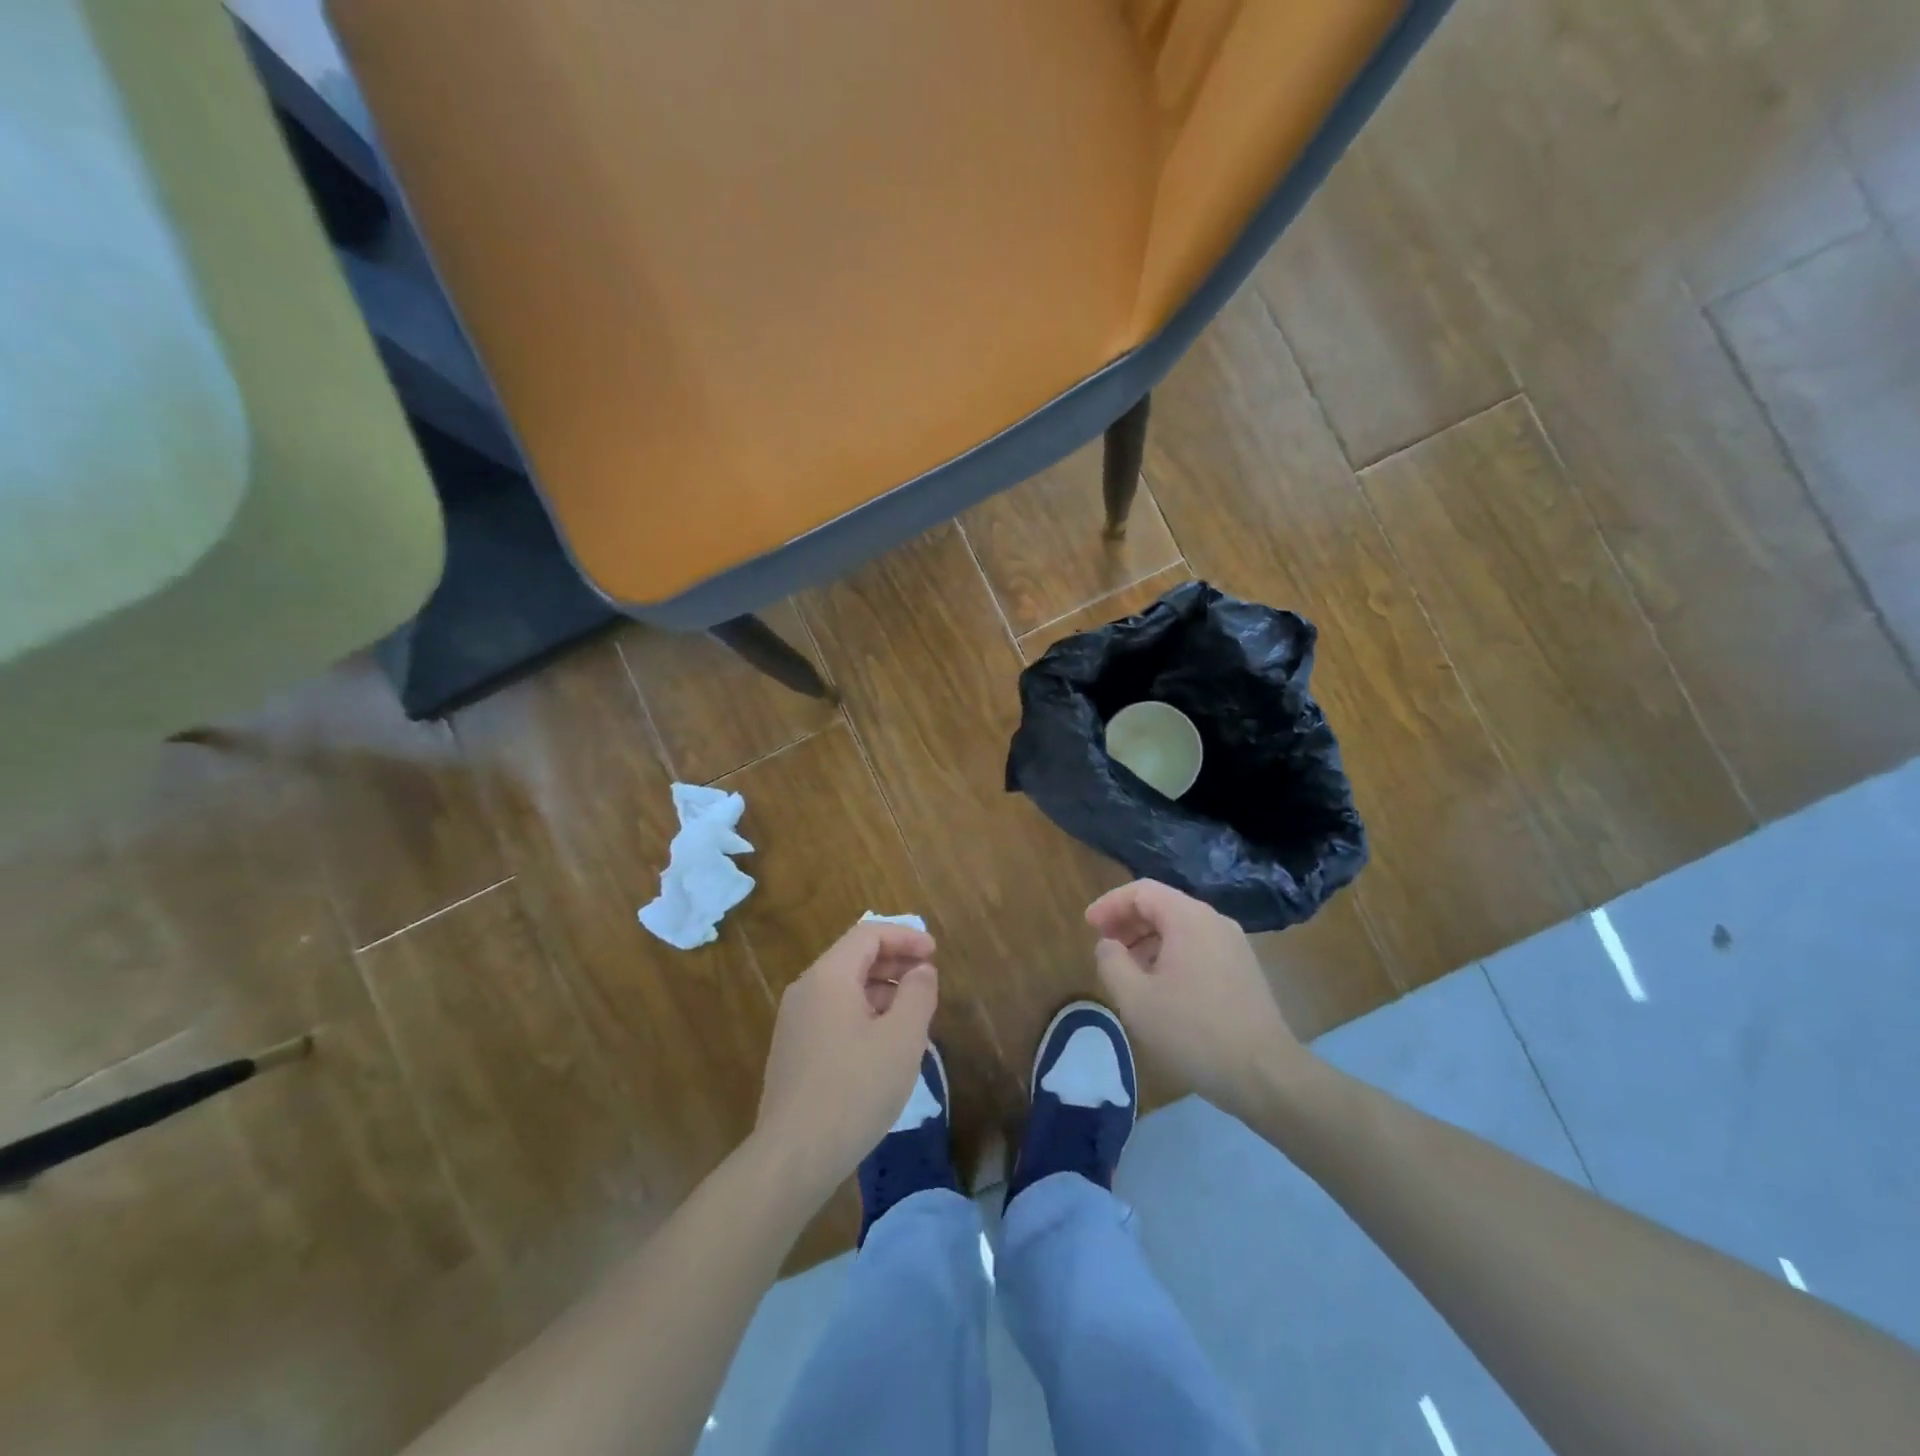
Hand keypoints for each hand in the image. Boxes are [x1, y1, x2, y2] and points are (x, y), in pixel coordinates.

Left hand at [753, 920, 938, 1203]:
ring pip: (844, 988)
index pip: (868, 935)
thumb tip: (921, 971)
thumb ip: (917, 994)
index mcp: (828, 976)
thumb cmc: (855, 1090)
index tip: (935, 953)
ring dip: (881, 990)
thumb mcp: (902, 1039)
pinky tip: (884, 1044)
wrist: (794, 1156)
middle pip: (854, 958)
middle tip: (928, 979)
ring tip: (913, 1014)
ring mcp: (794, 1022)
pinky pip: (833, 1014)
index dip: (905, 937)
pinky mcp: (793, 1051)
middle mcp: (805, 990)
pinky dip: (863, 1013)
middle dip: (895, 962)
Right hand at [1086, 879, 1306, 1120]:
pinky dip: (1171, 955)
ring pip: (1181, 928)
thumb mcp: (1136, 999)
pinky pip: (1199, 947)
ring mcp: (1234, 946)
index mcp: (1189, 919)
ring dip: (1148, 941)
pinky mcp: (1244, 970)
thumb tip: (1108, 945)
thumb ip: (1112, 962)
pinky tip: (1160, 988)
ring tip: (1128, 971)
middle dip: (1128, 921)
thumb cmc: (1193, 1032)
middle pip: (1163, 905)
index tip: (1088, 926)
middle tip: (1104, 946)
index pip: (1142, 891)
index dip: (1110, 904)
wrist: (1265, 1075)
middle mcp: (1214, 922)